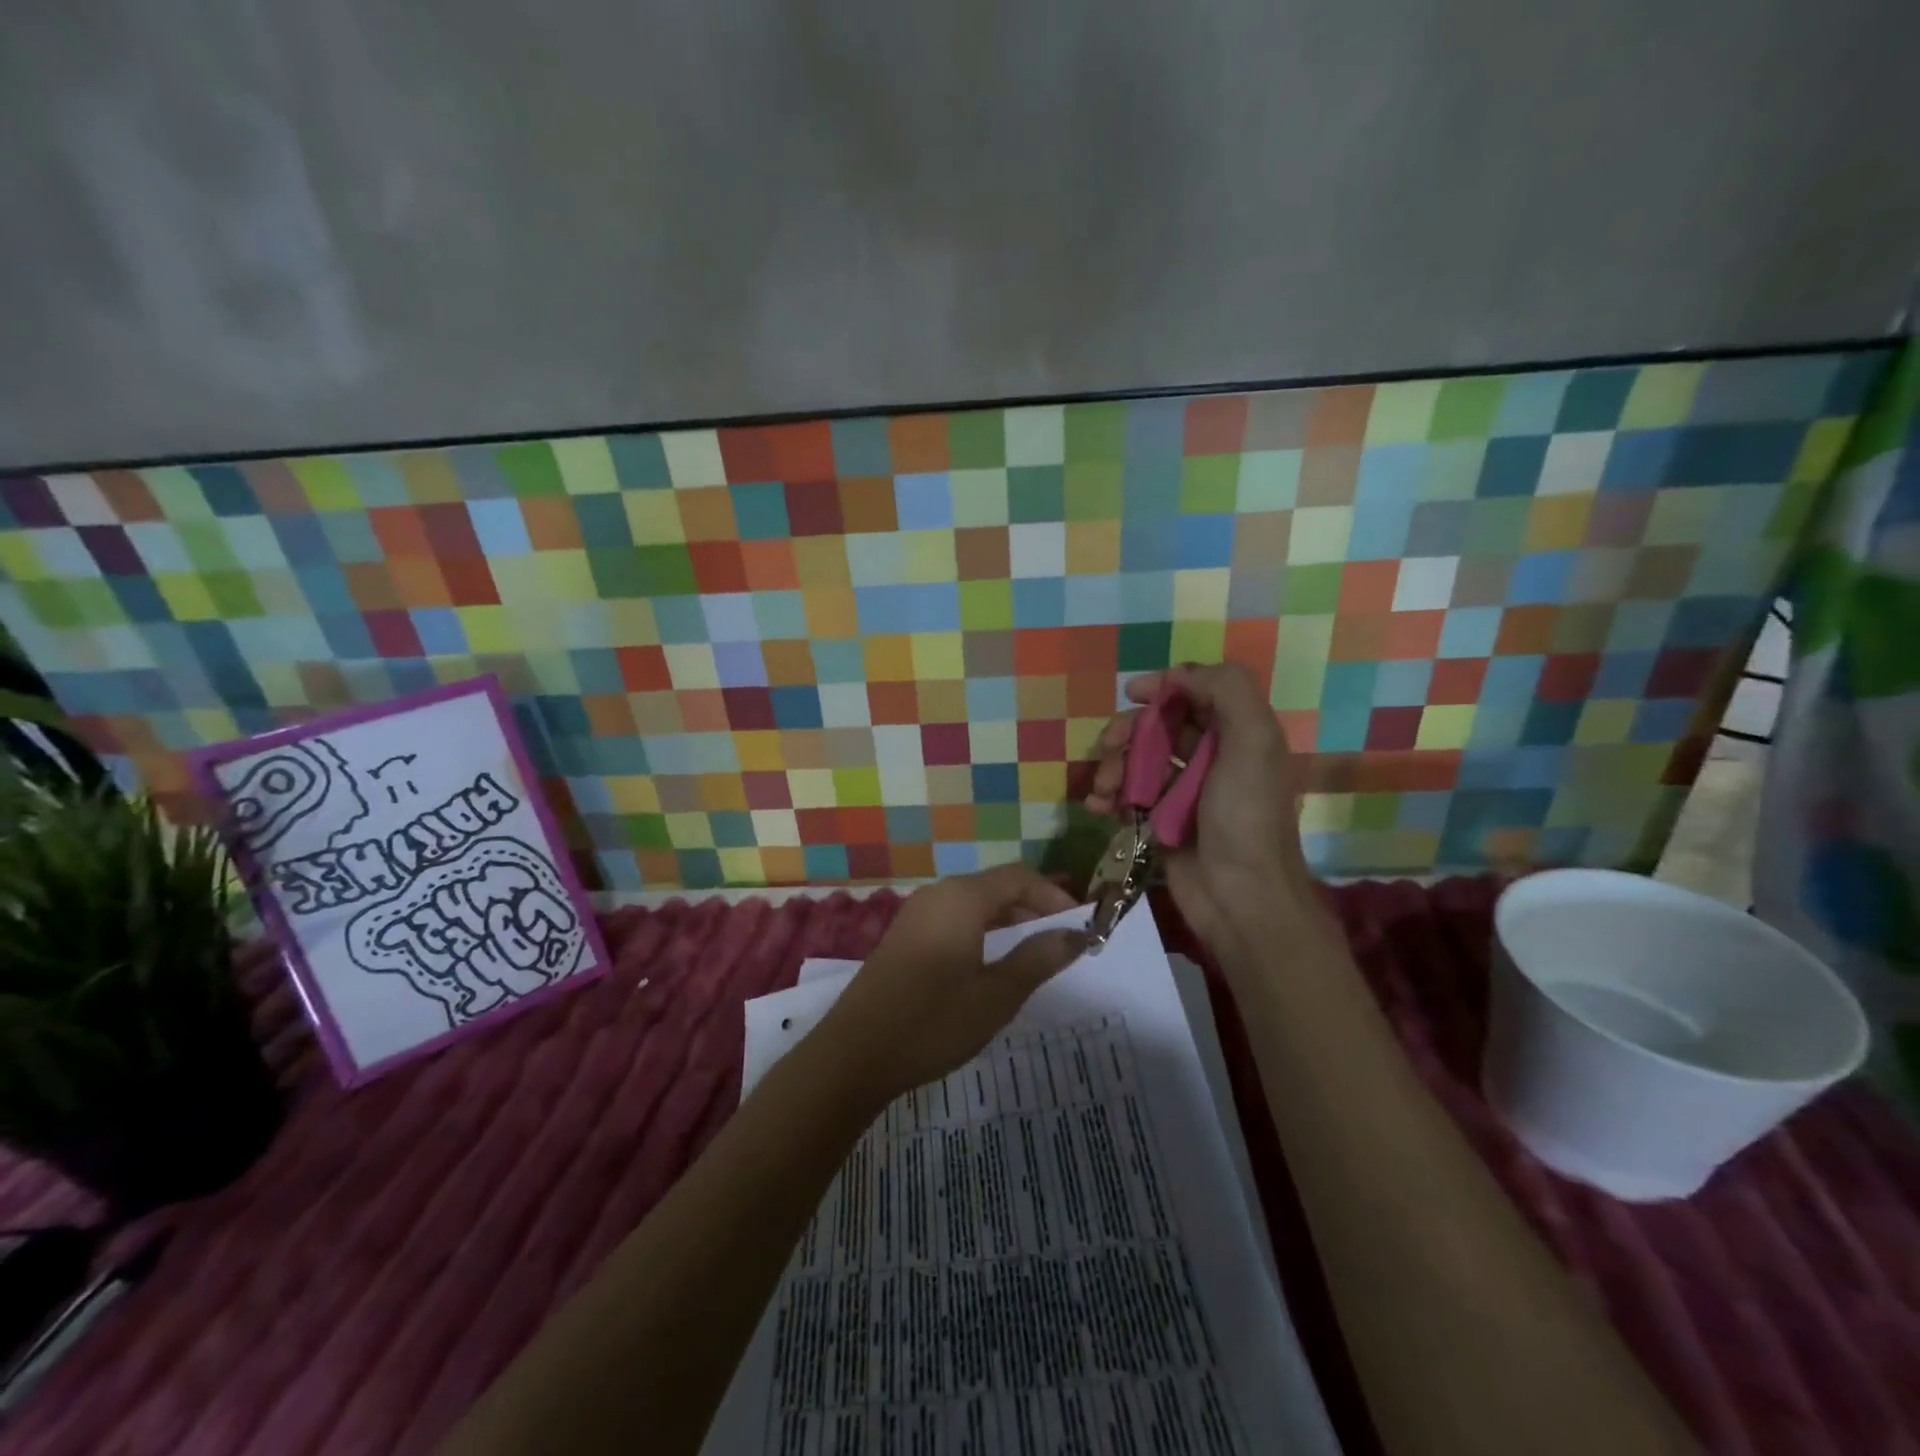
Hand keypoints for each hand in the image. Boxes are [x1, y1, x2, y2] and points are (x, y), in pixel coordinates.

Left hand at [811, 865, 1086, 1104]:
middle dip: (1033, 908)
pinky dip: (982, 932)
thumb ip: (1037, 959)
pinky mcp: (904, 938)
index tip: (1081, 925)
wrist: (853, 1055)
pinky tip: (991, 964)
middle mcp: (938, 895)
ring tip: (1035, 953)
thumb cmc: (932, 1022)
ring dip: (1008, 922)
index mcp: (961, 898)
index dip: (1054, 896)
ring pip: (974, 905)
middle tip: (1064, 940)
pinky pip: (954, 920)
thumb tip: (1076, 935)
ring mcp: (916, 915)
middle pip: (996, 887)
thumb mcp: (996, 995)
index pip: (1019, 877)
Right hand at [1085, 663, 1315, 955]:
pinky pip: (1128, 797)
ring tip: (1102, 789)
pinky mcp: (1161, 823)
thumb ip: (1228, 691)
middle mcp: (1212, 759)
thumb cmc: (1245, 817)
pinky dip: (1109, 797)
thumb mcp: (1252, 743)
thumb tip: (1180, 675)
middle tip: (1108, 747)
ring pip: (1137, 762)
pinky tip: (1098, 807)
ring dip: (1113, 767)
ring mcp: (1184, 793)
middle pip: (1159, 727)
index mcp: (1238, 735)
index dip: (1164, 688)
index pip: (1196, 694)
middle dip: (1128, 732)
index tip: (1132, 694)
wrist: (1240, 898)